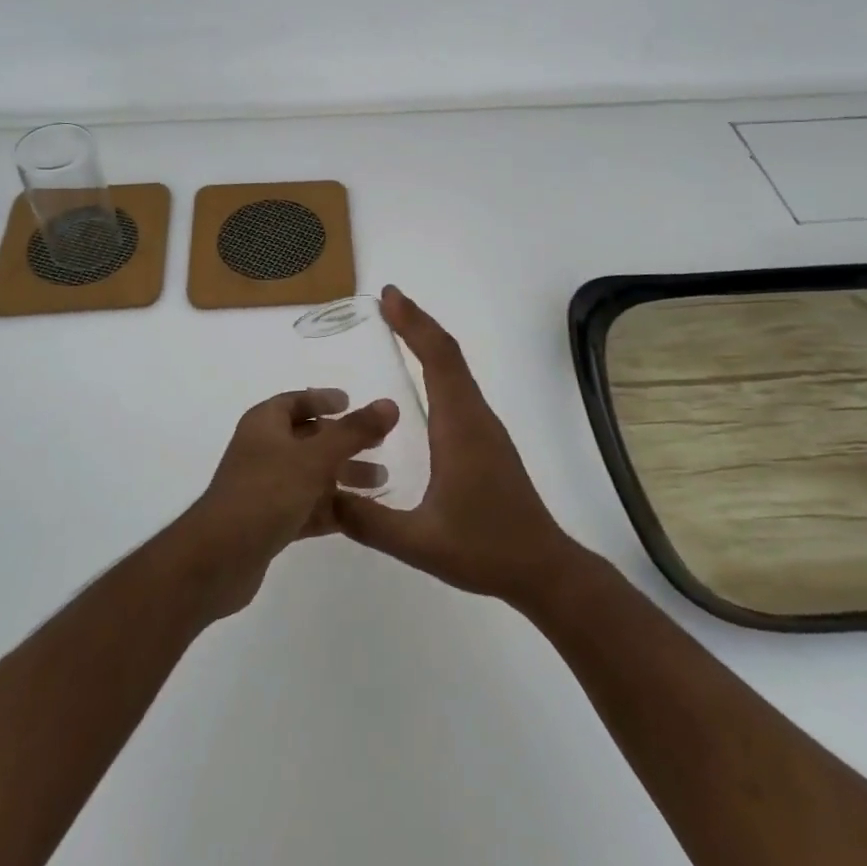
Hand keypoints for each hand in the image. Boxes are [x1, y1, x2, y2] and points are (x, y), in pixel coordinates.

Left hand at [179, 388, 397, 617]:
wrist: (218, 560)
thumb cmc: (265, 493)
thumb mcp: (315, 458)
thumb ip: (353, 432)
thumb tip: (390, 404)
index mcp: (265, 424)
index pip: (296, 401)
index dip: (323, 399)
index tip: (351, 402)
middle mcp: (263, 450)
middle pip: (309, 438)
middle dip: (344, 442)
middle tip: (380, 445)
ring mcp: (265, 488)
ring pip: (311, 474)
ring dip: (344, 476)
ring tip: (381, 481)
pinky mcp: (270, 522)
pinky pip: (307, 506)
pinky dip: (332, 507)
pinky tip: (361, 515)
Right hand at [334, 287, 582, 607]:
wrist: (543, 567)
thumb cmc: (485, 550)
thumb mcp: (419, 542)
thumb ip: (368, 521)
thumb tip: (323, 495)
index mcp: (459, 427)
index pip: (438, 359)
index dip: (414, 324)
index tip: (389, 297)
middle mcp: (474, 416)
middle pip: (448, 354)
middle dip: (417, 322)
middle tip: (386, 301)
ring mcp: (485, 426)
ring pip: (457, 368)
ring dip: (429, 341)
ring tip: (398, 326)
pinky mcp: (487, 439)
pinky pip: (460, 386)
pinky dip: (438, 364)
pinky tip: (423, 377)